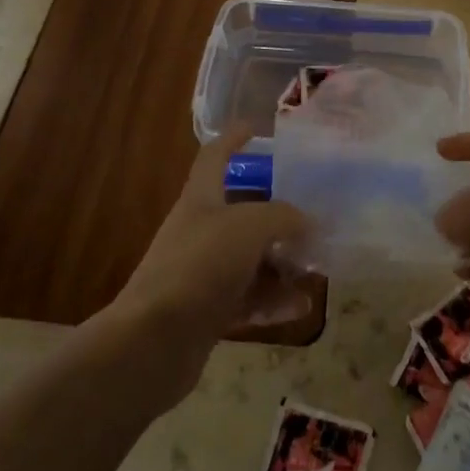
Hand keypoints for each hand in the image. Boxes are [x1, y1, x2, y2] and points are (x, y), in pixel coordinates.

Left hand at [106, 127, 309, 401]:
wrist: (153, 342)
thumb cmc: (200, 266)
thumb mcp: (249, 227)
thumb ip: (284, 217)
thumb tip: (308, 222)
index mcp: (201, 199)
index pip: (214, 157)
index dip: (232, 139)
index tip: (254, 128)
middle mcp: (200, 231)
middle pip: (242, 212)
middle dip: (277, 214)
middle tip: (314, 215)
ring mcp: (203, 274)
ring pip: (250, 260)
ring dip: (283, 263)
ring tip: (317, 268)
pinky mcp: (207, 313)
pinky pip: (248, 299)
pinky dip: (274, 300)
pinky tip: (301, 306)